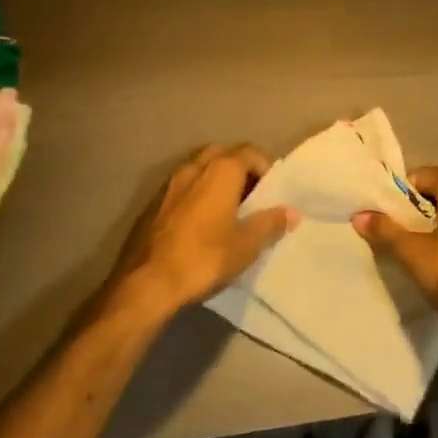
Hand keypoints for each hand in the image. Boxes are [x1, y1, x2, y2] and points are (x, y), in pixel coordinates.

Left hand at [104, 144, 298, 320]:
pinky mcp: (151, 205)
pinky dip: (195, 195)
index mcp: (221, 170)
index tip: (272, 192)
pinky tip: (198, 224)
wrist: (145, 285)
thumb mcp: (247, 245)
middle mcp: (193, 167)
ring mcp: (168, 184)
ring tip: (226, 210)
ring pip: (199, 169)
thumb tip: (292, 211)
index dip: (265, 168)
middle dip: (239, 169)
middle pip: (223, 154)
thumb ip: (271, 223)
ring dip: (214, 181)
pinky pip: (181, 188)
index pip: (250, 152)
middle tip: (250, 196)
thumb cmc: (204, 258)